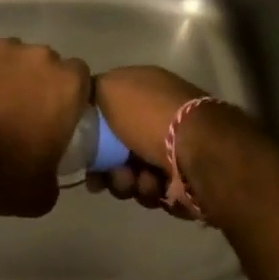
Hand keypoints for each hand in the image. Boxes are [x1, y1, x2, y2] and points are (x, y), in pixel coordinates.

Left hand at [0, 36, 90, 218]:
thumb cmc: (1, 175)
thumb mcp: (43, 192)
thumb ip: (55, 170)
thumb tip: (47, 168)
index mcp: (66, 85)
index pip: (79, 78)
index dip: (67, 95)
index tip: (55, 114)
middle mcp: (38, 56)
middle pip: (43, 63)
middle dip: (34, 82)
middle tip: (18, 111)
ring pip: (8, 56)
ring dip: (2, 75)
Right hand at [87, 66, 210, 220]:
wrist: (197, 151)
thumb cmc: (150, 116)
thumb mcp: (110, 88)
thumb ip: (92, 90)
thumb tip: (86, 98)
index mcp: (146, 89)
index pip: (109, 109)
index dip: (92, 130)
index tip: (81, 148)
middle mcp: (160, 116)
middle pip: (118, 147)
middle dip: (109, 166)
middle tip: (107, 175)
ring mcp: (174, 148)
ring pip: (133, 172)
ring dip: (127, 181)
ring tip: (137, 181)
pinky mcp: (185, 179)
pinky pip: (153, 190)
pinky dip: (151, 191)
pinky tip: (157, 187)